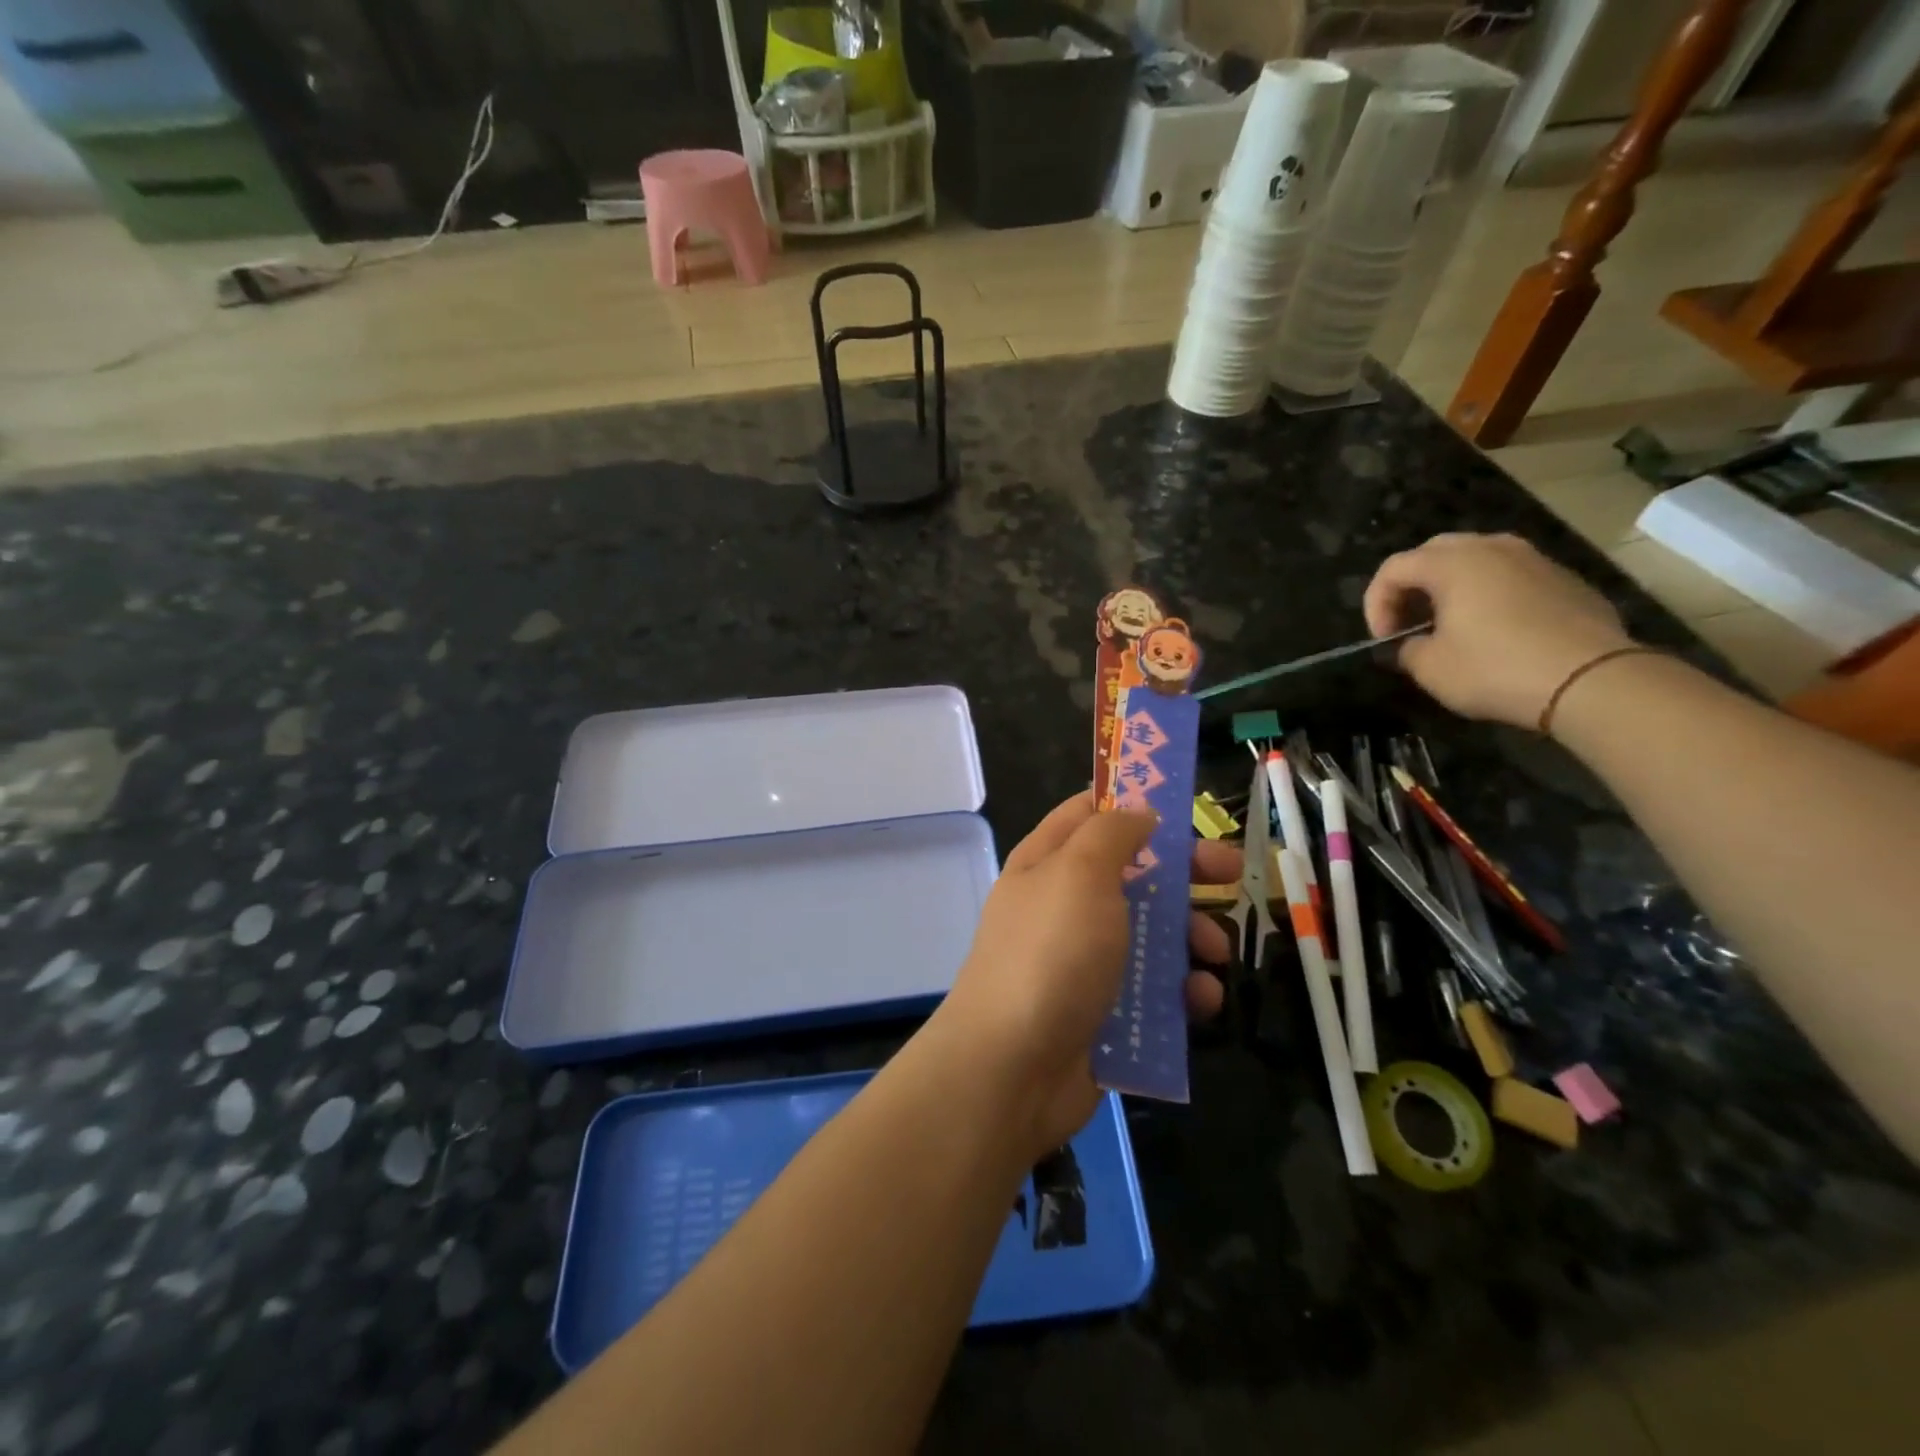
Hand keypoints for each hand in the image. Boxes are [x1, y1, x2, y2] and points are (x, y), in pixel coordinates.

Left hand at [932, 793, 1238, 1156]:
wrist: (1012, 1068)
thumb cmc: (1051, 953)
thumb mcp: (1080, 872)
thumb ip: (1112, 832)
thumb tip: (1139, 812)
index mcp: (1048, 862)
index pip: (1090, 812)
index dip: (1135, 803)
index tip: (1186, 807)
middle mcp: (1064, 905)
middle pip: (1133, 872)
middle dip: (1184, 873)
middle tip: (1230, 876)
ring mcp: (1083, 960)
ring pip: (1151, 933)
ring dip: (1191, 938)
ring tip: (1214, 954)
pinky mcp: (1104, 1011)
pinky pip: (1153, 990)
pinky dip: (1181, 992)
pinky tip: (1200, 1002)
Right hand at [1365, 532, 1633, 728]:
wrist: (1592, 680)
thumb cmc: (1496, 669)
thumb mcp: (1430, 668)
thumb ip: (1408, 648)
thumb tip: (1413, 643)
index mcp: (1453, 563)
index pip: (1394, 568)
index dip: (1375, 603)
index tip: (1383, 639)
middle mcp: (1493, 548)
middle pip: (1434, 552)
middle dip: (1412, 586)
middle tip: (1408, 623)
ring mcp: (1535, 559)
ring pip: (1477, 560)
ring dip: (1452, 587)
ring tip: (1450, 624)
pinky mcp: (1565, 579)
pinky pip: (1511, 577)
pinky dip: (1490, 595)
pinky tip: (1494, 631)